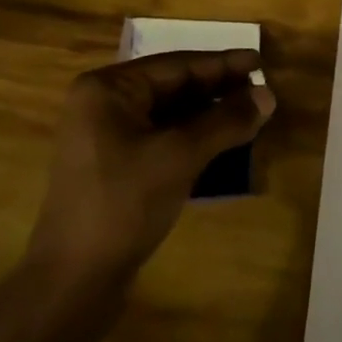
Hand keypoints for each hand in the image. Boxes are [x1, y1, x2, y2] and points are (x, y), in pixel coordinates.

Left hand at [28, 50, 275, 279]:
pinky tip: (224, 144)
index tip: (261, 60)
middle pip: (173, 87)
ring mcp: (106, 137)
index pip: (177, 65)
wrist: (74, 280)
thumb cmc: (123, 204)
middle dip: (218, 90)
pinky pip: (162, 139)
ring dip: (209, 116)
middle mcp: (103, 104)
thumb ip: (225, 121)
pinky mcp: (115, 167)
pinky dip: (193, 138)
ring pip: (169, 115)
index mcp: (108, 89)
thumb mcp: (179, 156)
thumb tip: (267, 95)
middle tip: (262, 90)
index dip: (223, 64)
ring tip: (251, 115)